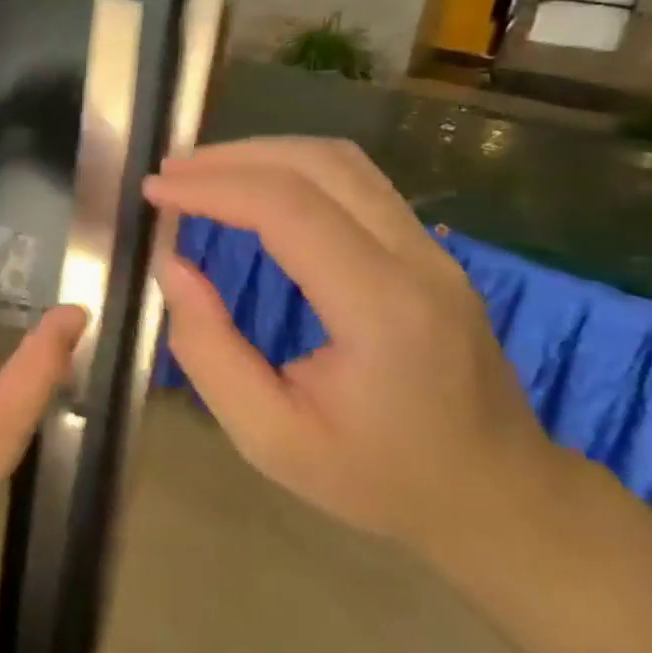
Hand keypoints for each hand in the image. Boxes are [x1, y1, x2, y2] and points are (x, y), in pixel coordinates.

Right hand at [142, 137, 563, 557]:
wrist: (497, 497)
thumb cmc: (378, 478)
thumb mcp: (270, 438)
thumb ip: (209, 350)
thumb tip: (171, 267)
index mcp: (380, 309)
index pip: (287, 208)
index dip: (212, 187)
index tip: (154, 191)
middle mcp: (416, 260)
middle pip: (318, 164)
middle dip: (231, 158)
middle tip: (168, 175)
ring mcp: (433, 250)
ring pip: (342, 162)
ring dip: (263, 155)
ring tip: (202, 174)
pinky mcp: (430, 251)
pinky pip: (356, 182)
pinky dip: (293, 170)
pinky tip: (255, 190)